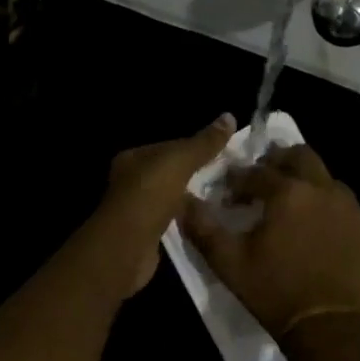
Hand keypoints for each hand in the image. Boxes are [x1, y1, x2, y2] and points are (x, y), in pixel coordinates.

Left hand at [91, 115, 236, 294]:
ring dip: (193, 198)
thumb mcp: (181, 160)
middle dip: (197, 175)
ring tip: (224, 199)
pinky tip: (207, 220)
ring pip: (173, 197)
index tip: (224, 154)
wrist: (129, 244)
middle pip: (171, 172)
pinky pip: (172, 220)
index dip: (197, 148)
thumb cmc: (150, 193)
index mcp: (134, 157)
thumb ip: (204, 142)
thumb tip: (230, 116)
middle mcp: (131, 180)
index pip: (170, 146)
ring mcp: (137, 208)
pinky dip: (188, 219)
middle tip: (228, 178)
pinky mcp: (146, 233)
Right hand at [181, 143, 359, 338]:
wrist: (328, 328)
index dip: (237, 179)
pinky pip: (344, 208)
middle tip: (263, 179)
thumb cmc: (273, 291)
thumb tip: (184, 201)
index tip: (227, 194)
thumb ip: (203, 227)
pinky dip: (327, 209)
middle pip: (301, 156)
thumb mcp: (228, 262)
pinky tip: (316, 231)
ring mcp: (350, 210)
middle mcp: (323, 190)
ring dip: (306, 183)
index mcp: (288, 192)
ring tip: (291, 205)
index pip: (256, 172)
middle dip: (279, 161)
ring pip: (326, 179)